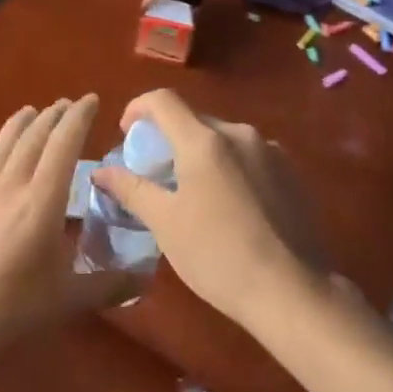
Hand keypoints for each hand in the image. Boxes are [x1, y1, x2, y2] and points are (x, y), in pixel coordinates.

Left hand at [0, 96, 136, 377]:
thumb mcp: (66, 301)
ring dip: (17, 125)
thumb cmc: (8, 313)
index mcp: (42, 202)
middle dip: (53, 117)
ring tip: (30, 111)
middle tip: (66, 104)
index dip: (79, 118)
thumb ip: (108, 285)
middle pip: (33, 139)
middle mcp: (9, 186)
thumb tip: (146, 278)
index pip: (65, 145)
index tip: (91, 99)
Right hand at [92, 89, 326, 328]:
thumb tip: (101, 172)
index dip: (138, 108)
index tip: (126, 134)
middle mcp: (240, 133)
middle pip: (194, 120)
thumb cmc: (217, 256)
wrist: (291, 291)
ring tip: (194, 193)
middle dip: (170, 138)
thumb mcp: (165, 224)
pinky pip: (250, 157)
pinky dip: (231, 168)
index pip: (163, 100)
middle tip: (156, 173)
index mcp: (205, 140)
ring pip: (224, 139)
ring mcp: (271, 151)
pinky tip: (231, 207)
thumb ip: (131, 189)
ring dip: (202, 154)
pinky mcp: (292, 172)